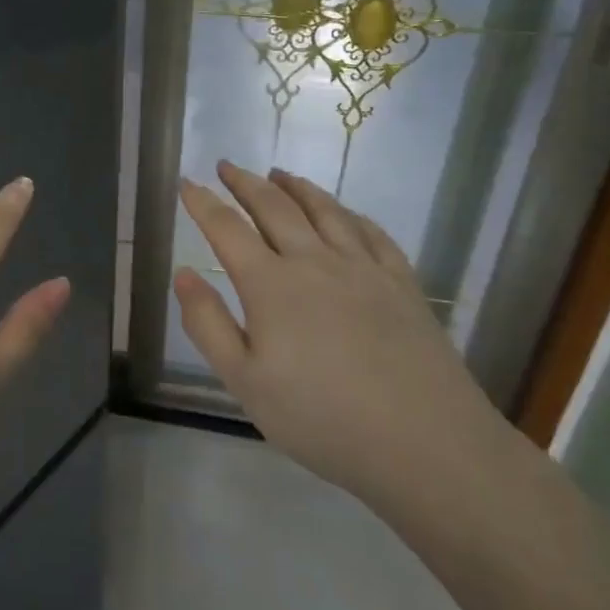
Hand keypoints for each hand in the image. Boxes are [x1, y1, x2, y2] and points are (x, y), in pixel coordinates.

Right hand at [174, 161, 503, 501]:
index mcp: (271, 284)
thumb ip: (208, 324)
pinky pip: (371, 233)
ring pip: (324, 210)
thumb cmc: (321, 418)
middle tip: (227, 166)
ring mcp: (363, 268)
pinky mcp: (402, 283)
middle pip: (274, 207)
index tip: (186, 181)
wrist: (425, 443)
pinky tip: (345, 212)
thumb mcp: (245, 382)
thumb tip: (183, 274)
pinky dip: (350, 213)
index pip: (226, 229)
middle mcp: (314, 262)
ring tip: (279, 173)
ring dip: (296, 187)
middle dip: (245, 183)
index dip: (202, 203)